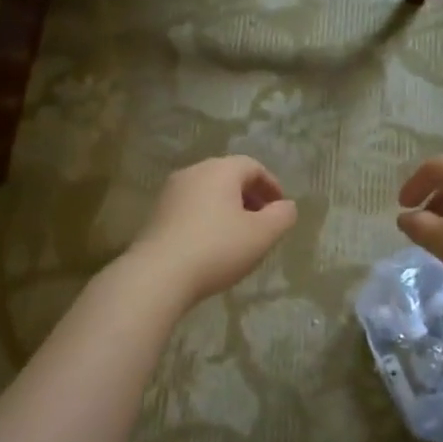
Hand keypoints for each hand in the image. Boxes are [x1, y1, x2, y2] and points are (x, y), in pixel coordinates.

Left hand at [127, 156, 297, 306]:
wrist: (158, 275)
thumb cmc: (217, 249)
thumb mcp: (262, 235)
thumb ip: (282, 216)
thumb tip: (286, 206)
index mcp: (220, 170)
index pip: (252, 166)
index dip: (271, 186)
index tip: (281, 209)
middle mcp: (192, 172)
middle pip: (228, 177)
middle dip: (250, 197)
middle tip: (263, 223)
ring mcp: (170, 193)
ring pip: (208, 194)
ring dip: (228, 210)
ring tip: (239, 237)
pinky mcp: (156, 215)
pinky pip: (190, 209)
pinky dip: (207, 220)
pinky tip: (211, 247)